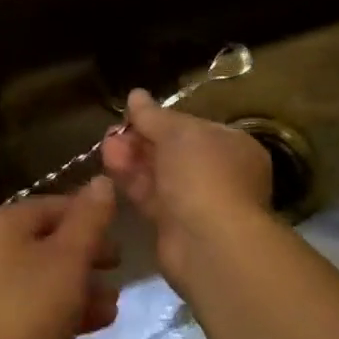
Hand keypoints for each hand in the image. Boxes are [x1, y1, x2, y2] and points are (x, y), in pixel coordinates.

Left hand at [0, 178, 120, 338]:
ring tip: (115, 300)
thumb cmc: (29, 308)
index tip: (123, 230)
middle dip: (90, 252)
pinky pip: (42, 306)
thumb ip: (89, 219)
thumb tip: (102, 179)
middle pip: (52, 240)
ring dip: (85, 284)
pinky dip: (70, 308)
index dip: (90, 214)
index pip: (55, 204)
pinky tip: (100, 321)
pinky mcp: (3, 325)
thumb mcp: (68, 258)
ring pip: (50, 275)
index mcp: (5, 224)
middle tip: (121, 264)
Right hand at [101, 90, 272, 288]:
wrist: (209, 243)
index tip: (133, 114)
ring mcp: (197, 202)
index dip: (162, 119)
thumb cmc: (204, 174)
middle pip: (173, 151)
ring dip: (132, 159)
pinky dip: (132, 182)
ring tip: (105, 146)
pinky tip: (109, 168)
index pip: (193, 127)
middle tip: (112, 132)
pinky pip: (151, 198)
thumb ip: (154, 115)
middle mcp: (219, 174)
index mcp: (233, 147)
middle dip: (141, 139)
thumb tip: (135, 94)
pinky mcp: (175, 227)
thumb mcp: (178, 133)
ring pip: (159, 175)